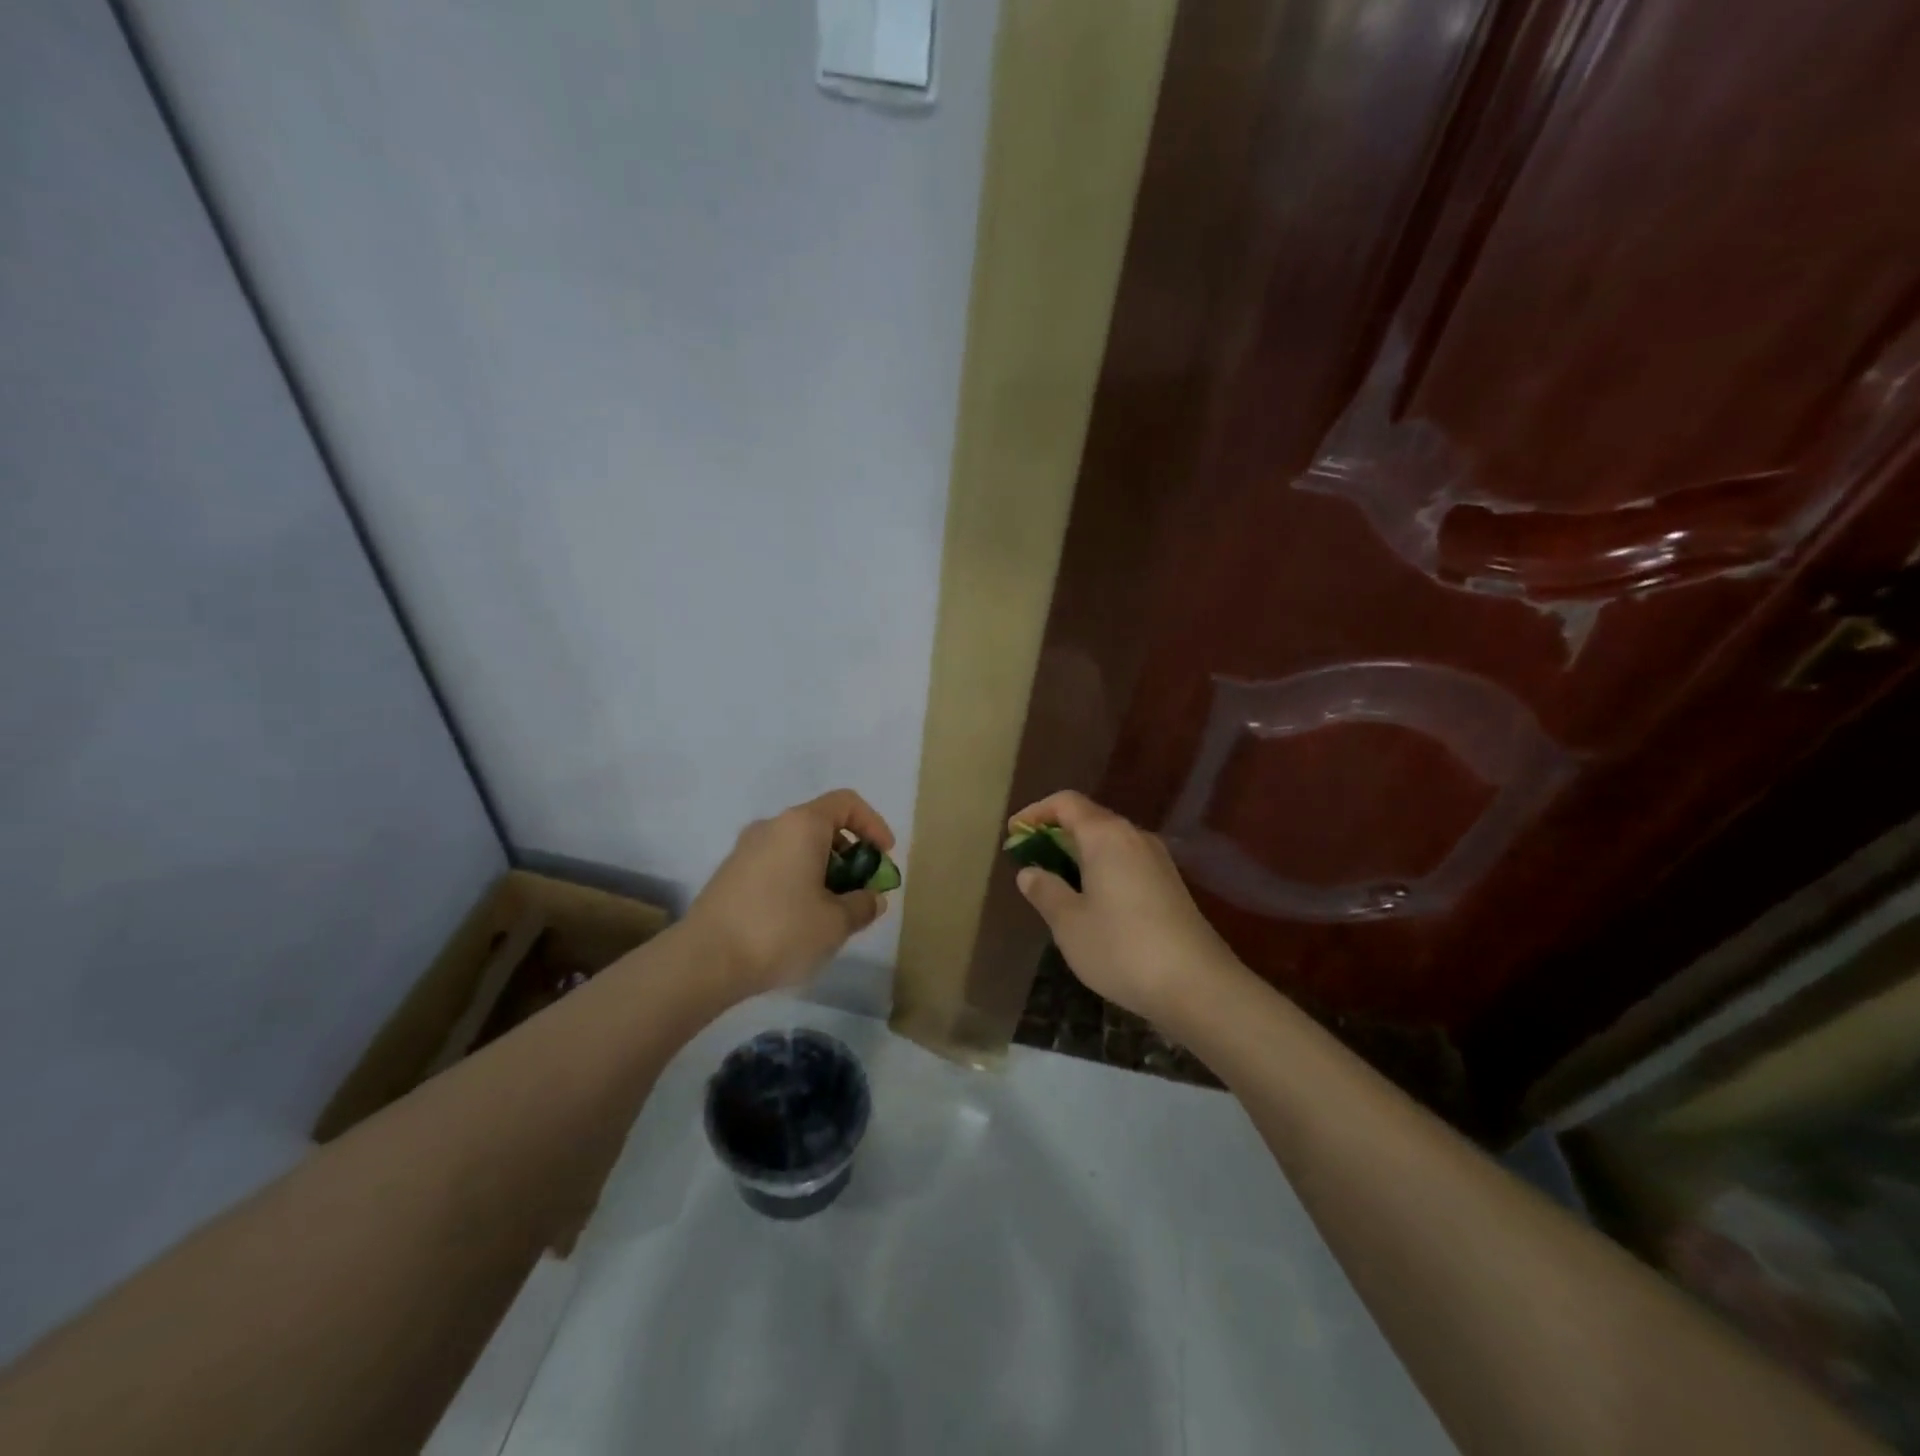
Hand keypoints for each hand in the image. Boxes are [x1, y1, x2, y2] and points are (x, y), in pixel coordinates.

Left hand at [685, 790, 894, 996]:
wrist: (704, 960)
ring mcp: (746, 848)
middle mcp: (773, 826)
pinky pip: (776, 864)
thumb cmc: (780, 931)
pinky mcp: (730, 873)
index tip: (884, 856)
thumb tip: (872, 898)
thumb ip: (863, 905)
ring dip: (823, 870)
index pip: (847, 803)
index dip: (873, 824)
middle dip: (850, 854)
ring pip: (798, 847)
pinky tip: (799, 919)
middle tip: (861, 890)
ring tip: (832, 911)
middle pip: (822, 825)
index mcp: (802, 825)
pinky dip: (798, 879)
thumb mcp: (836, 923)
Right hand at [1008, 790, 1239, 1022]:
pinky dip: (1101, 869)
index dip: (1035, 813)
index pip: (1065, 803)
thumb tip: (1030, 872)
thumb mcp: (1069, 923)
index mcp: (1106, 835)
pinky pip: (1126, 861)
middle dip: (1055, 833)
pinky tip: (1092, 901)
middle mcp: (1134, 837)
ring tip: (1056, 882)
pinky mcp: (1171, 885)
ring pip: (1109, 842)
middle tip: (1030, 860)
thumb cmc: (1122, 948)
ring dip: (1079, 853)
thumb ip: (1045, 891)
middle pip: (1089, 819)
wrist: (1197, 985)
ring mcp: (1158, 860)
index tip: (1013, 834)